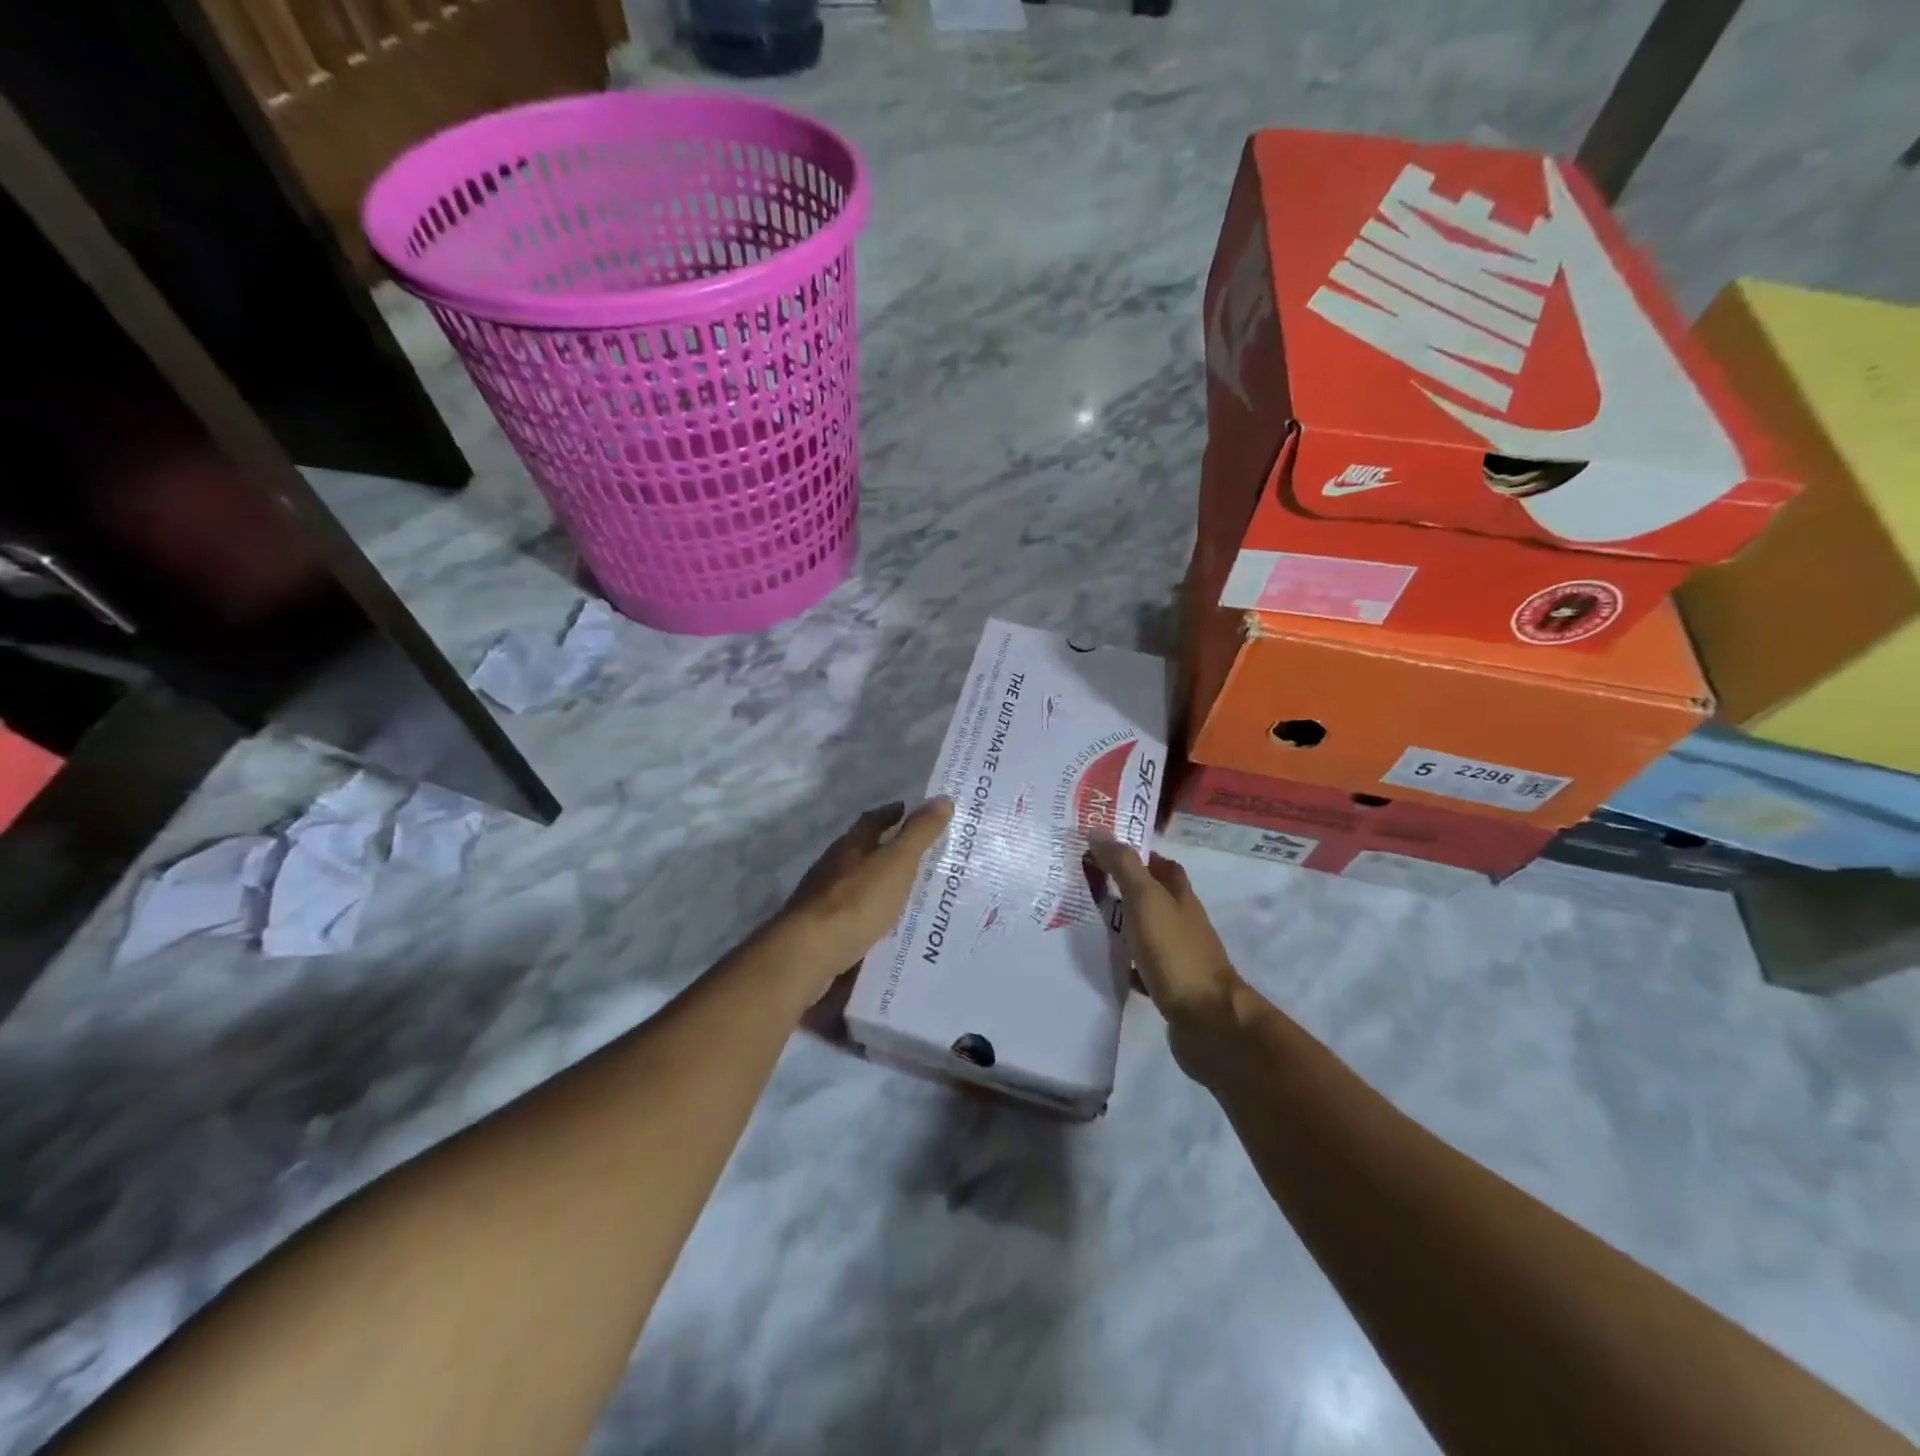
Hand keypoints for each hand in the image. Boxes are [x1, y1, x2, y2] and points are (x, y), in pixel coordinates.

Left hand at [778, 798, 954, 1005]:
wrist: (809, 954)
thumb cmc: (856, 901)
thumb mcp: (896, 863)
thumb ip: (918, 833)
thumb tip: (942, 799)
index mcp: (850, 846)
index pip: (872, 820)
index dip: (891, 813)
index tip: (908, 809)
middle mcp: (833, 867)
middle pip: (862, 851)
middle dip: (886, 849)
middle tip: (919, 855)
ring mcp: (823, 899)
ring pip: (857, 884)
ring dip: (879, 884)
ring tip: (909, 894)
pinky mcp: (822, 930)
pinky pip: (854, 915)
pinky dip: (871, 914)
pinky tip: (887, 927)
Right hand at [1087, 840, 1242, 1045]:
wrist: (1207, 1021)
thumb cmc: (1176, 952)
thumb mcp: (1146, 900)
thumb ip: (1124, 866)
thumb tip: (1099, 829)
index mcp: (1181, 897)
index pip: (1162, 865)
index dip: (1138, 854)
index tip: (1103, 850)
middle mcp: (1183, 923)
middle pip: (1153, 898)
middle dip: (1125, 889)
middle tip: (1086, 883)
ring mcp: (1178, 956)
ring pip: (1146, 932)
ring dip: (1122, 925)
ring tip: (1086, 920)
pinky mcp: (1170, 987)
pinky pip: (1142, 967)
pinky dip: (1125, 962)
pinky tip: (1103, 963)